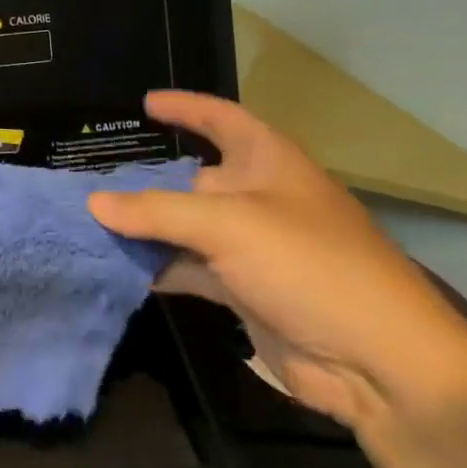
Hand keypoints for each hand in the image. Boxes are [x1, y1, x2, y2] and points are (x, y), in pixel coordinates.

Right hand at [89, 91, 466, 432]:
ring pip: (184, 226)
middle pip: (192, 177)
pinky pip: (187, 267)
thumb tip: (95, 203)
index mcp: (268, 163)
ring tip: (88, 220)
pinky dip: (155, 266)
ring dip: (143, 226)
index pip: (221, 119)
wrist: (379, 363)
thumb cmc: (309, 266)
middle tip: (89, 177)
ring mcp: (251, 247)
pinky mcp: (243, 290)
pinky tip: (115, 266)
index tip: (143, 104)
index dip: (185, 108)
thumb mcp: (228, 226)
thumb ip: (156, 211)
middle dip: (145, 178)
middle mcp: (258, 198)